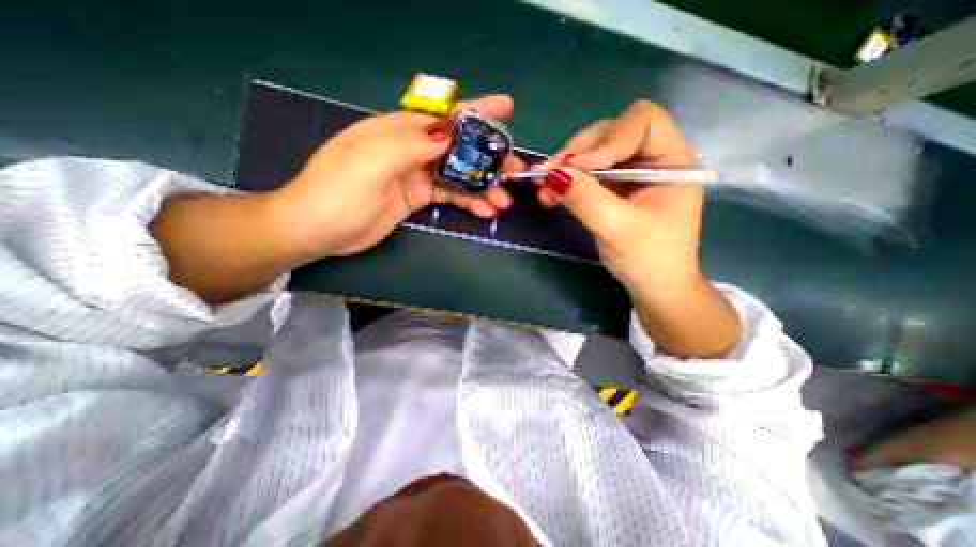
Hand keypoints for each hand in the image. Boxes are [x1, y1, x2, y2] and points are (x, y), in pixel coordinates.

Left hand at [269, 96, 520, 257]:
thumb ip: (409, 146)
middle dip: (488, 158)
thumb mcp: (370, 162)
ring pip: (457, 175)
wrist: (318, 229)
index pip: (443, 115)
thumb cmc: (337, 191)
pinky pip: (449, 195)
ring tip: (503, 200)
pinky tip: (484, 209)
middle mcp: (411, 148)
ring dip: (482, 186)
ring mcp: (416, 174)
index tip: (506, 108)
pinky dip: (468, 202)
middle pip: (458, 147)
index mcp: (398, 131)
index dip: (475, 110)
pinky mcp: (418, 197)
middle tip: (514, 171)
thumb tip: (448, 137)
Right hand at [532, 100, 702, 292]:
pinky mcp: (611, 189)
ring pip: (592, 153)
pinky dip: (565, 181)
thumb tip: (552, 174)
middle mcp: (649, 159)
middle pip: (610, 133)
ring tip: (542, 186)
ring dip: (565, 167)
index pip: (642, 122)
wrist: (652, 286)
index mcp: (671, 162)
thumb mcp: (617, 228)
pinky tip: (549, 193)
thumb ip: (586, 199)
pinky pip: (585, 174)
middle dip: (578, 152)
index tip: (581, 166)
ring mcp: (628, 174)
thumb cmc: (649, 259)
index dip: (609, 139)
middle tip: (550, 173)